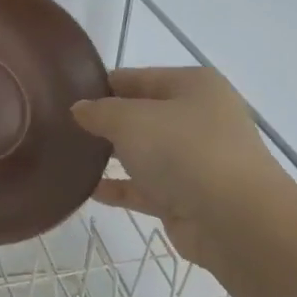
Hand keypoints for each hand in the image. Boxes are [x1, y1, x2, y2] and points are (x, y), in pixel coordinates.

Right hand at [72, 67, 295, 267]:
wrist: (234, 219)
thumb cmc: (184, 151)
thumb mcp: (130, 120)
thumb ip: (99, 111)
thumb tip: (80, 109)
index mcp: (193, 86)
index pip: (137, 77)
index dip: (101, 85)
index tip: (65, 96)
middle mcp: (197, 118)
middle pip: (141, 115)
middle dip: (105, 122)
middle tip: (61, 128)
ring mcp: (194, 160)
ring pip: (143, 152)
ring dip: (110, 155)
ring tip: (67, 156)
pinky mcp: (186, 197)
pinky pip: (143, 187)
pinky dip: (119, 187)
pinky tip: (86, 189)